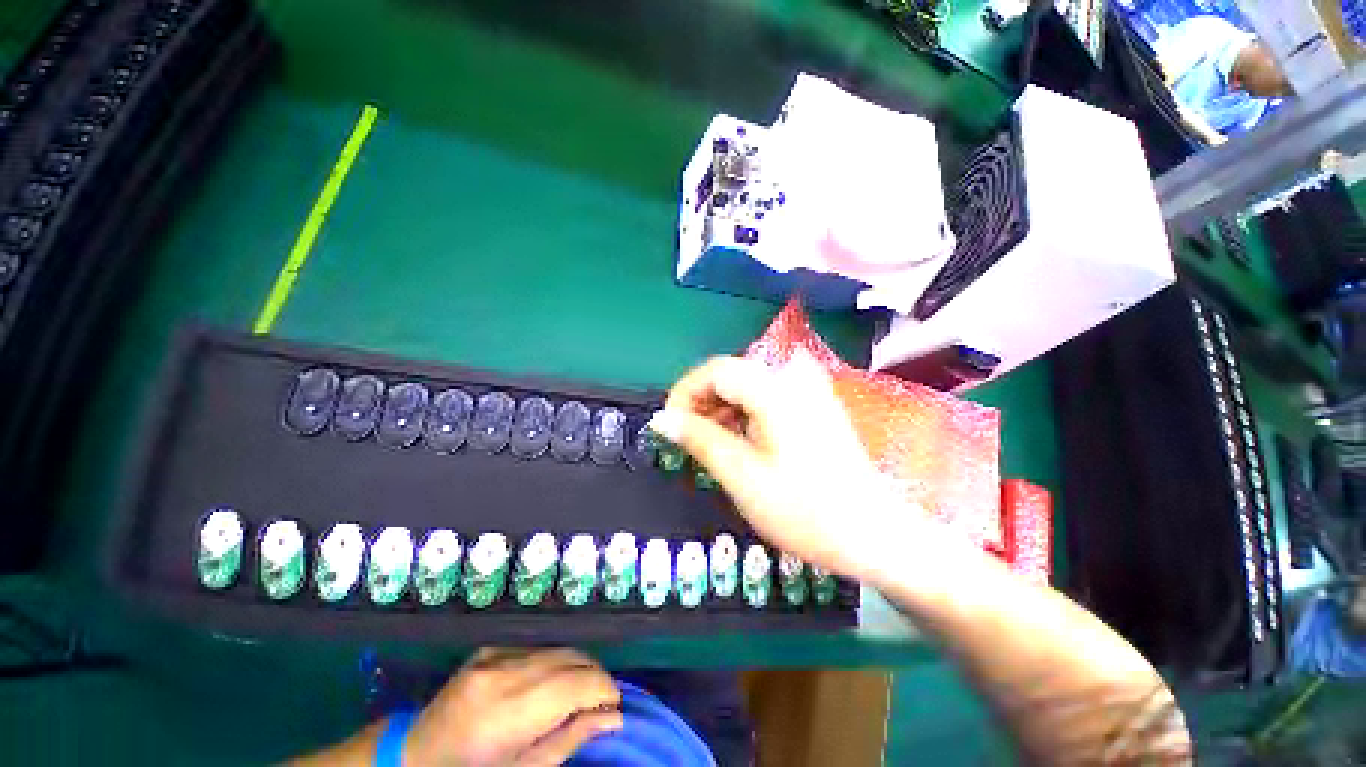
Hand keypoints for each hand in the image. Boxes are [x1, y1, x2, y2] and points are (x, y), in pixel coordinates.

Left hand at [405, 648, 622, 766]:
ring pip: (556, 648)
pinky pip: (535, 649)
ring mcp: (494, 654)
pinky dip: (551, 663)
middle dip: (594, 676)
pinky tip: (549, 685)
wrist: (412, 756)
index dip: (604, 690)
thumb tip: (613, 718)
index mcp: (511, 710)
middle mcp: (505, 670)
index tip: (615, 707)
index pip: (577, 682)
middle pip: (571, 657)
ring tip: (579, 692)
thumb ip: (570, 739)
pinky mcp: (488, 648)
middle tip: (601, 701)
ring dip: (576, 667)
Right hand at [651, 353, 945, 581]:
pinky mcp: (813, 405)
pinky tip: (739, 443)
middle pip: (731, 375)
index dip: (684, 393)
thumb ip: (699, 440)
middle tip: (687, 442)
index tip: (669, 426)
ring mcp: (808, 390)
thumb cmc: (805, 510)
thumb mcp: (741, 476)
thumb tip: (661, 419)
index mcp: (774, 390)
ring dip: (721, 411)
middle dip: (701, 404)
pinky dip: (743, 416)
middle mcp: (792, 378)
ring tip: (709, 447)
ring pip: (747, 386)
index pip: (714, 370)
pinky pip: (766, 398)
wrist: (875, 534)